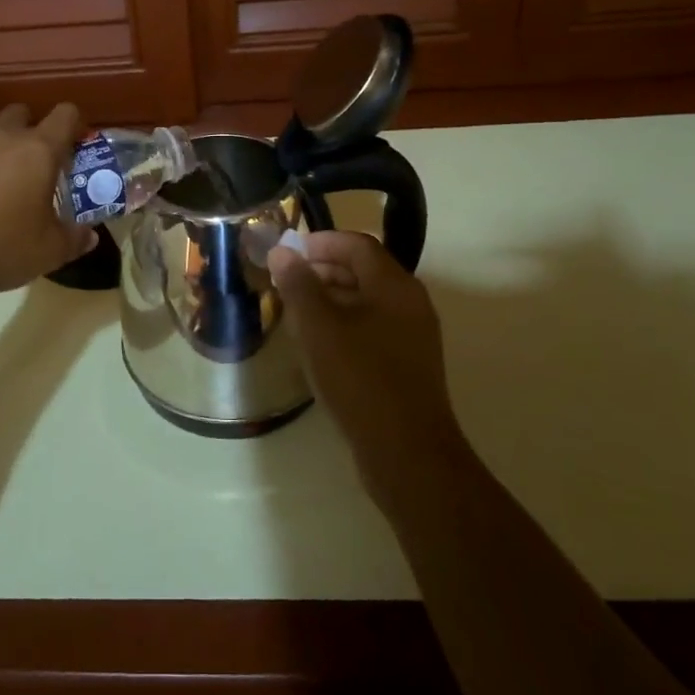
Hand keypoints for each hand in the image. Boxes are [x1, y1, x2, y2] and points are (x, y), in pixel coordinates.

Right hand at [268, 232, 467, 496]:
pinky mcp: (407, 364)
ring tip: (295, 311)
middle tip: (286, 281)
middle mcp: (410, 303)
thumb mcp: (319, 328)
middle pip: (364, 270)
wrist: (406, 452)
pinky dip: (344, 323)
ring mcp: (412, 335)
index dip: (321, 242)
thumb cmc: (360, 379)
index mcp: (394, 286)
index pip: (357, 244)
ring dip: (331, 298)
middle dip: (323, 269)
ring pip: (367, 301)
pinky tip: (318, 344)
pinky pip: (372, 328)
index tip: (288, 251)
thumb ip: (299, 285)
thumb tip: (282, 252)